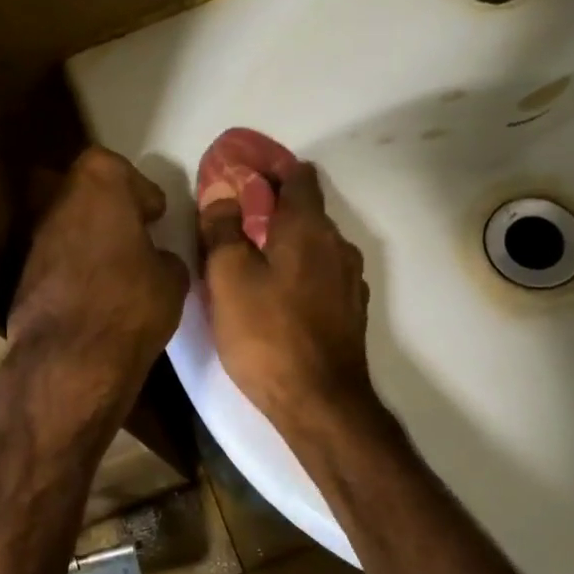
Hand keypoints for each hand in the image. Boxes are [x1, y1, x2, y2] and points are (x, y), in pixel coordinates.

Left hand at [5, 147, 189, 431]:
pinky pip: (56, 259)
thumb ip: (163, 256)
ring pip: (66, 224)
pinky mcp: (22, 275)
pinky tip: (94, 292)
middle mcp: (58, 202)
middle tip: (134, 233)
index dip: (138, 189)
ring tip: (116, 266)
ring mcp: (34, 239)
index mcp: (98, 185)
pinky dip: (73, 267)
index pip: (115, 167)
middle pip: (83, 190)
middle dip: (109, 207)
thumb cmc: (130, 304)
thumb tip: (154, 259)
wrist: (69, 361)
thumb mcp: (172, 278)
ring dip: (89, 237)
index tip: (154, 215)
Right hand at [199, 161, 378, 438]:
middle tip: (234, 225)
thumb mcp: (228, 277)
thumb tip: (222, 190)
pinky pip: (322, 275)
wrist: (320, 402)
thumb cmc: (266, 333)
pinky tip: (279, 297)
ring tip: (253, 263)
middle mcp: (337, 244)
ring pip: (315, 246)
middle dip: (273, 210)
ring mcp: (350, 280)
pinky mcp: (351, 311)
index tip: (241, 178)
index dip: (270, 170)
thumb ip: (223, 228)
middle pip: (306, 211)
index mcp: (308, 227)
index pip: (298, 176)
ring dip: (287, 245)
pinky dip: (301, 273)